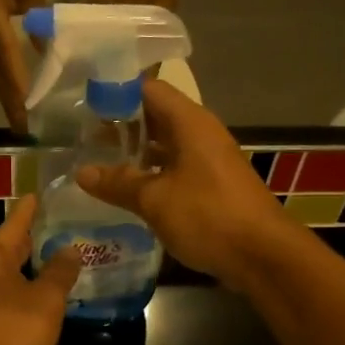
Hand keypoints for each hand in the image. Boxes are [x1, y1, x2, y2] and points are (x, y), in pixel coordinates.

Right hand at [0, 0, 46, 131]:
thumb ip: (39, 16)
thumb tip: (49, 46)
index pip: (8, 59)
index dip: (19, 85)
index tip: (29, 109)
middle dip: (12, 105)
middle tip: (26, 131)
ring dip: (7, 100)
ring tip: (20, 123)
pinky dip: (3, 88)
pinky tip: (14, 99)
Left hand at [0, 196, 80, 344]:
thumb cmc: (9, 333)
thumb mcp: (45, 300)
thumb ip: (60, 273)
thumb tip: (69, 249)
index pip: (14, 224)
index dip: (29, 210)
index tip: (38, 194)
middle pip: (8, 250)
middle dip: (31, 241)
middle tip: (57, 229)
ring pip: (6, 277)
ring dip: (29, 271)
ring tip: (56, 266)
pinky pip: (5, 301)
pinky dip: (23, 295)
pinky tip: (41, 304)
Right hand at [74, 80, 292, 288]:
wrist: (263, 255)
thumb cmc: (208, 216)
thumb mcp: (155, 200)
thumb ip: (118, 183)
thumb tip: (82, 173)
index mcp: (189, 123)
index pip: (148, 89)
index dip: (116, 93)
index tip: (84, 105)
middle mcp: (200, 134)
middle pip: (155, 116)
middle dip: (120, 126)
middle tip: (82, 138)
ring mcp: (208, 161)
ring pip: (164, 146)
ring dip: (134, 153)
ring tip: (97, 163)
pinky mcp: (211, 187)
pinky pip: (174, 169)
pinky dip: (150, 175)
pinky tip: (126, 191)